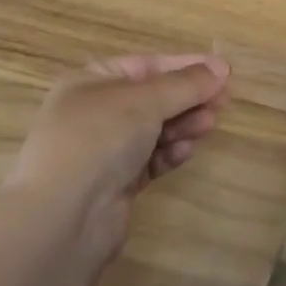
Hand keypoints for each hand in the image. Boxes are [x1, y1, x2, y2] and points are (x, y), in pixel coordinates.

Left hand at [8, 54, 231, 257]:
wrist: (62, 220)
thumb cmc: (99, 139)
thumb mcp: (145, 100)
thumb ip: (186, 84)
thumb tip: (221, 68)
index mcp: (91, 81)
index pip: (147, 65)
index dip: (186, 66)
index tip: (223, 71)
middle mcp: (95, 112)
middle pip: (154, 97)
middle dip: (188, 98)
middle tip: (223, 101)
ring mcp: (103, 151)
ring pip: (155, 129)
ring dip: (183, 124)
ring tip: (208, 126)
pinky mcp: (115, 185)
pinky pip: (150, 159)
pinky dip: (169, 153)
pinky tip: (184, 152)